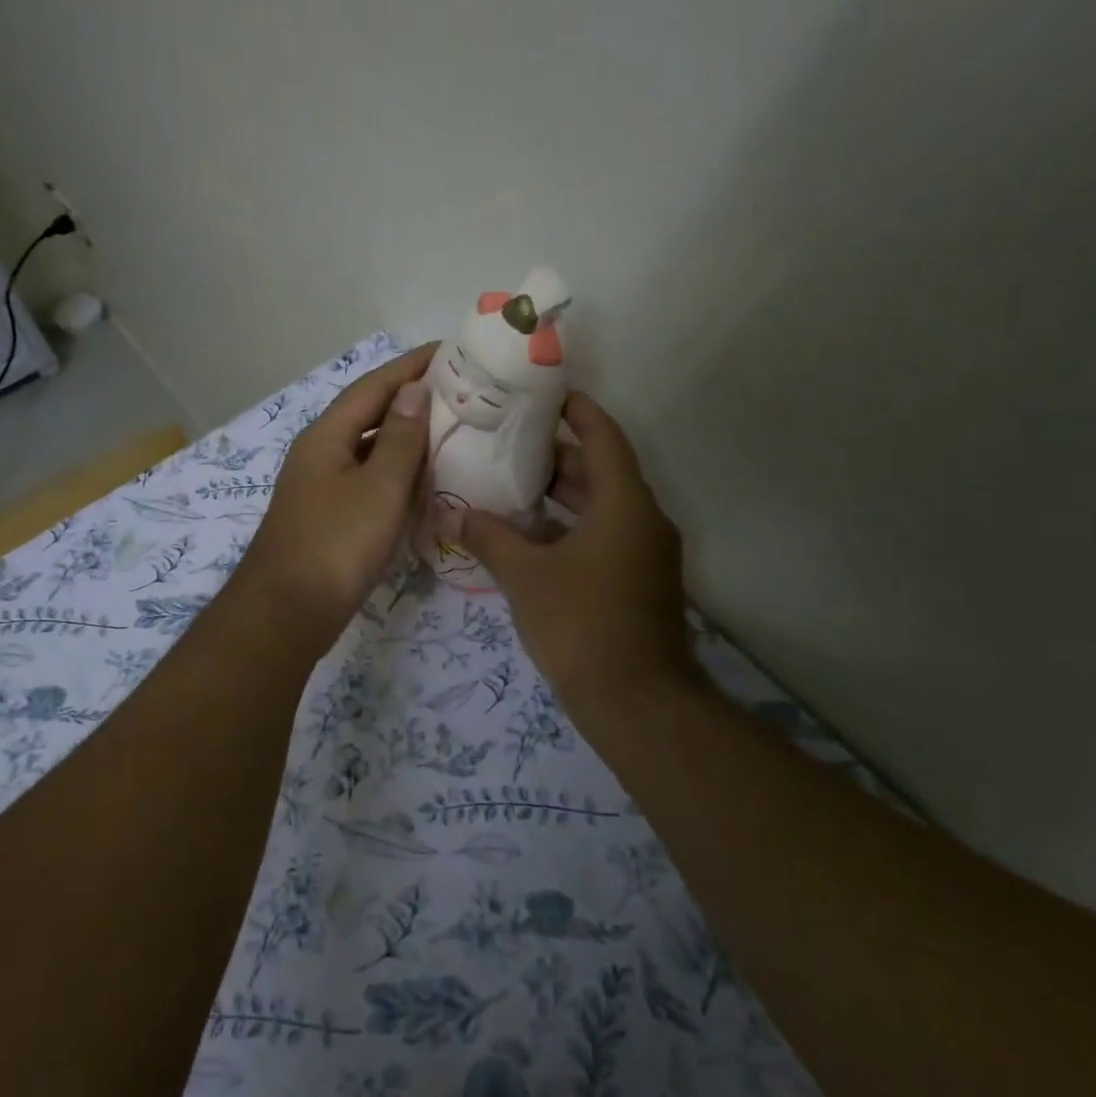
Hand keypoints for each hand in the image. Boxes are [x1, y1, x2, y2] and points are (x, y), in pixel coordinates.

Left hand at [235, 342, 437, 650]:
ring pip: (370, 450)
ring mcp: (322, 487)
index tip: (449, 351)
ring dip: (406, 439)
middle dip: (411, 400)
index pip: (373, 386)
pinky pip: (369, 481)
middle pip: (370, 414)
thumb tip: (414, 390)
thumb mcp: (379, 488)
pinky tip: (424, 482)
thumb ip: (401, 438)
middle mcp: (321, 453)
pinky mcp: (330, 517)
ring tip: (451, 431)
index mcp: (327, 436)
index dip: (411, 366)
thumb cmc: (337, 544)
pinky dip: (397, 475)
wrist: (289, 612)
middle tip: (459, 394)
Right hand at [449, 393, 701, 723]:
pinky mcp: (638, 582)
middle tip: (508, 442)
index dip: (578, 411)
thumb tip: (450, 514)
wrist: (636, 701)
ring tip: (510, 483)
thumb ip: (488, 538)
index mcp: (624, 504)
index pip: (604, 437)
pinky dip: (571, 527)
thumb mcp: (525, 576)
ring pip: (602, 507)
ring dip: (562, 494)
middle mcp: (643, 520)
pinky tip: (530, 536)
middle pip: (601, 471)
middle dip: (557, 455)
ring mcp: (645, 554)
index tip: (546, 395)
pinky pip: (604, 536)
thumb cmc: (581, 624)